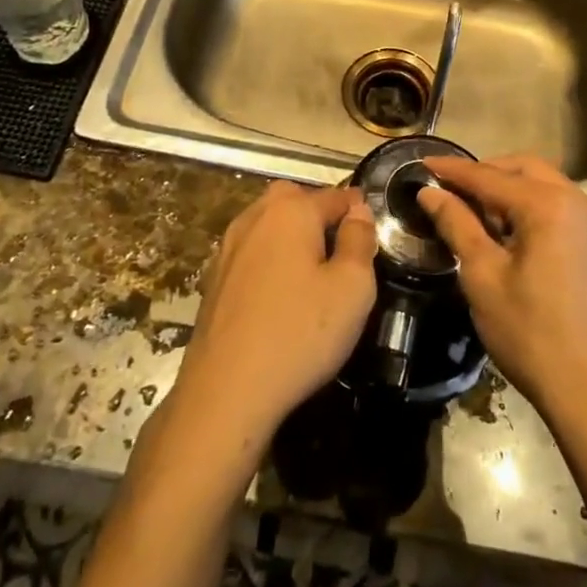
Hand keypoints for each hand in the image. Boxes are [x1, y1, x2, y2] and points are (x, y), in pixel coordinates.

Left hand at [172, 182, 377, 442]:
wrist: (226, 391)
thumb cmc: (299, 334)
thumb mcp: (353, 288)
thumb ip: (360, 240)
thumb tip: (358, 210)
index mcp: (291, 210)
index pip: (336, 195)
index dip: (358, 212)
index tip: (372, 236)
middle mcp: (255, 217)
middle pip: (295, 200)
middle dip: (319, 216)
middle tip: (339, 254)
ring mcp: (228, 247)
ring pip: (269, 225)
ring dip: (291, 238)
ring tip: (312, 277)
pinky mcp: (214, 278)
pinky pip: (251, 253)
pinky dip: (268, 262)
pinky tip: (278, 298)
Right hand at [418, 155, 586, 418]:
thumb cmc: (530, 333)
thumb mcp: (482, 276)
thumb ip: (457, 225)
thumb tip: (430, 192)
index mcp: (548, 205)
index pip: (490, 176)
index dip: (453, 170)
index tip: (422, 163)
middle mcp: (578, 202)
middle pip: (524, 168)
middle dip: (485, 173)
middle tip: (450, 188)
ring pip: (545, 184)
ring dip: (509, 188)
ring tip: (475, 211)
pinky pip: (560, 206)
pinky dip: (531, 206)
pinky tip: (509, 231)